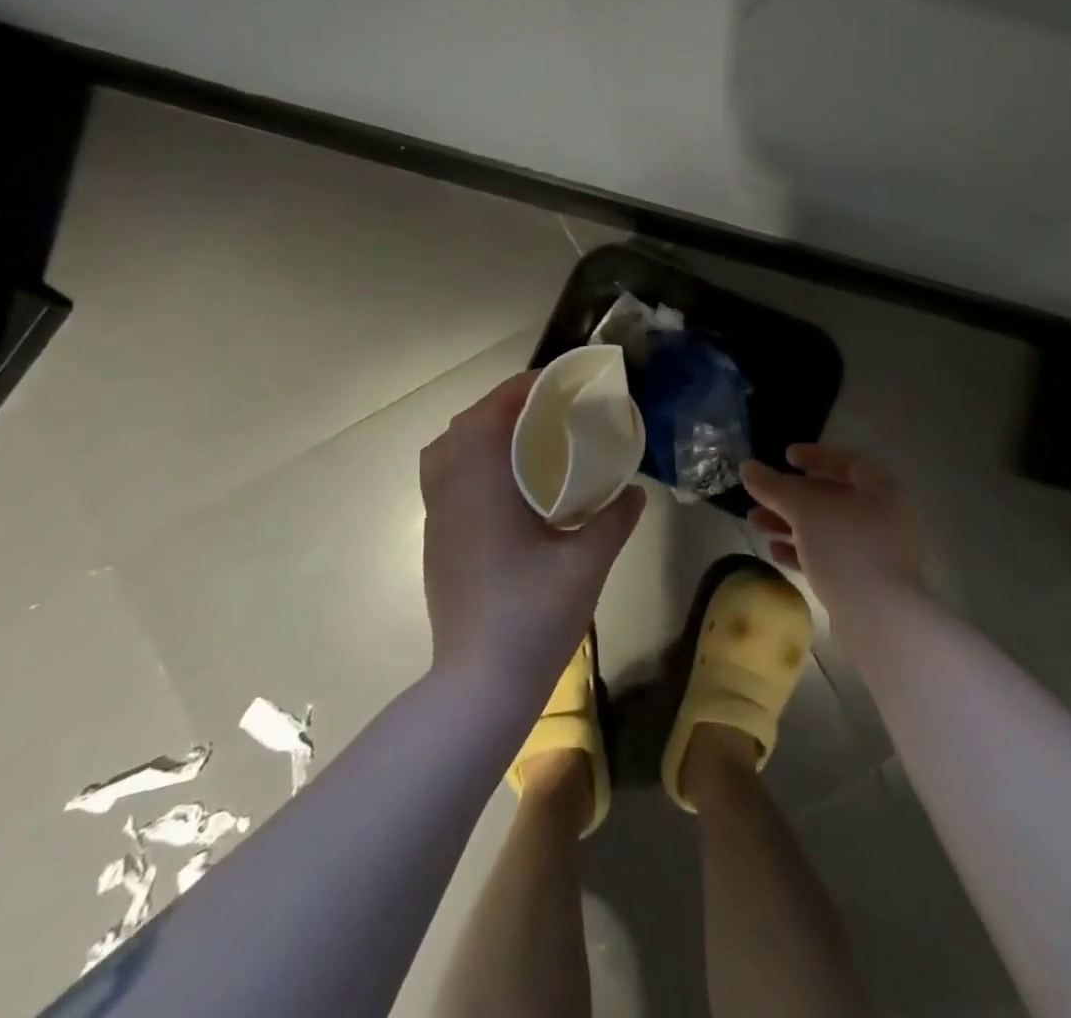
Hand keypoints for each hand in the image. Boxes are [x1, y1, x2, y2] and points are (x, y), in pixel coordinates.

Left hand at [420, 371, 645, 691]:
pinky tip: (507, 487)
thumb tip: (635, 492)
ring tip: (524, 442)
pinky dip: (469, 462)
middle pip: (463, 426)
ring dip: (480, 434)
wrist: (479, 686)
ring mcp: (436, 519)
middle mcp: (450, 493)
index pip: (491, 414)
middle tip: (546, 411)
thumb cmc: (533, 617)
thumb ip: (614, 520)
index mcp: (482, 487)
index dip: (522, 389)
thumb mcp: (587, 565)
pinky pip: (444, 480)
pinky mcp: (435, 542)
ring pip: (445, 453)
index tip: (557, 384)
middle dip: (501, 406)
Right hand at [741, 445, 923, 612]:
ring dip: (790, 524)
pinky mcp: (868, 583)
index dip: (816, 455)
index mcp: (881, 490)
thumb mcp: (803, 509)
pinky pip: (831, 557)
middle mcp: (884, 517)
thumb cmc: (845, 548)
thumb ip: (774, 486)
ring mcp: (878, 553)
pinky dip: (803, 550)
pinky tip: (775, 554)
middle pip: (833, 496)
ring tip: (755, 525)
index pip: (849, 460)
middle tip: (760, 497)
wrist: (881, 619)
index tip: (785, 457)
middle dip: (791, 496)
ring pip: (827, 528)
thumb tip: (748, 468)